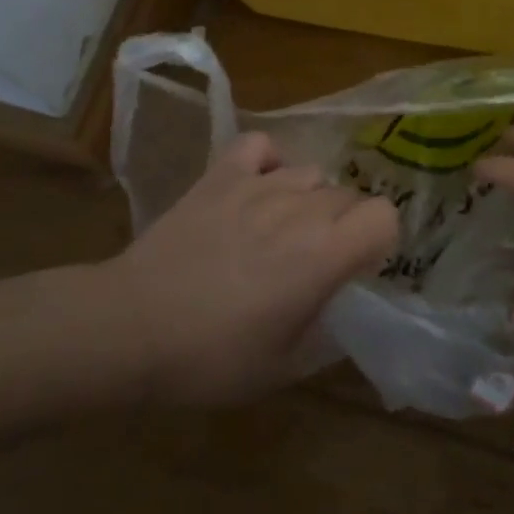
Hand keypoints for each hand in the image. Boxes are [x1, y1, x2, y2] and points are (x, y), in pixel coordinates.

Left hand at [96, 131, 397, 405]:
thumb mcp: (286, 366)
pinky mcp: (219, 176)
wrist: (129, 328)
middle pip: (349, 195)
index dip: (379, 241)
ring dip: (310, 200)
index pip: (384, 216)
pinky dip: (269, 162)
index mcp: (324, 253)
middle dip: (345, 226)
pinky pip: (260, 146)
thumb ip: (331, 333)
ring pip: (311, 173)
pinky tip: (259, 188)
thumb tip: (349, 311)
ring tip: (283, 230)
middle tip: (316, 262)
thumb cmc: (212, 357)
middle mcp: (300, 208)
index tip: (357, 268)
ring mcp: (257, 185)